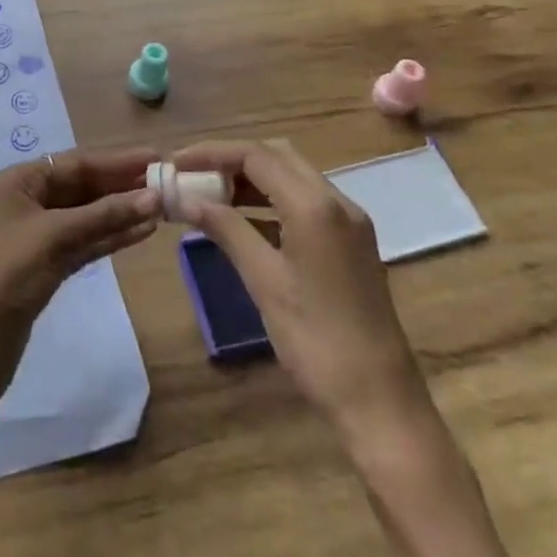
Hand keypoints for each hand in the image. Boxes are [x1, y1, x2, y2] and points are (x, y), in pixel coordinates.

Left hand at [0, 148, 160, 420]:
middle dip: (122, 186)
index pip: (75, 163)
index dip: (117, 161)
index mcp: (17, 182)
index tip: (156, 157)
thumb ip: (104, 216)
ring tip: (163, 207)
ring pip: (87, 216)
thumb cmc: (4, 278)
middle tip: (167, 182)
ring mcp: (36, 237)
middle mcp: (26, 202)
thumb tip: (153, 197)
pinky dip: (110, 237)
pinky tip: (141, 232)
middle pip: (82, 187)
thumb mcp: (54, 238)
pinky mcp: (46, 268)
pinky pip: (84, 243)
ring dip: (121, 212)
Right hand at [170, 138, 427, 436]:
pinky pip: (304, 202)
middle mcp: (337, 201)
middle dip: (231, 159)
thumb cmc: (317, 342)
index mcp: (316, 205)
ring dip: (250, 179)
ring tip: (208, 194)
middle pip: (276, 156)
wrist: (381, 403)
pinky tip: (241, 220)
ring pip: (291, 177)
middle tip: (191, 175)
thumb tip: (187, 200)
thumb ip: (226, 229)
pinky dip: (269, 201)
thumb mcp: (264, 281)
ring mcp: (348, 222)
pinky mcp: (350, 242)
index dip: (211, 154)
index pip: (256, 156)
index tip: (175, 164)